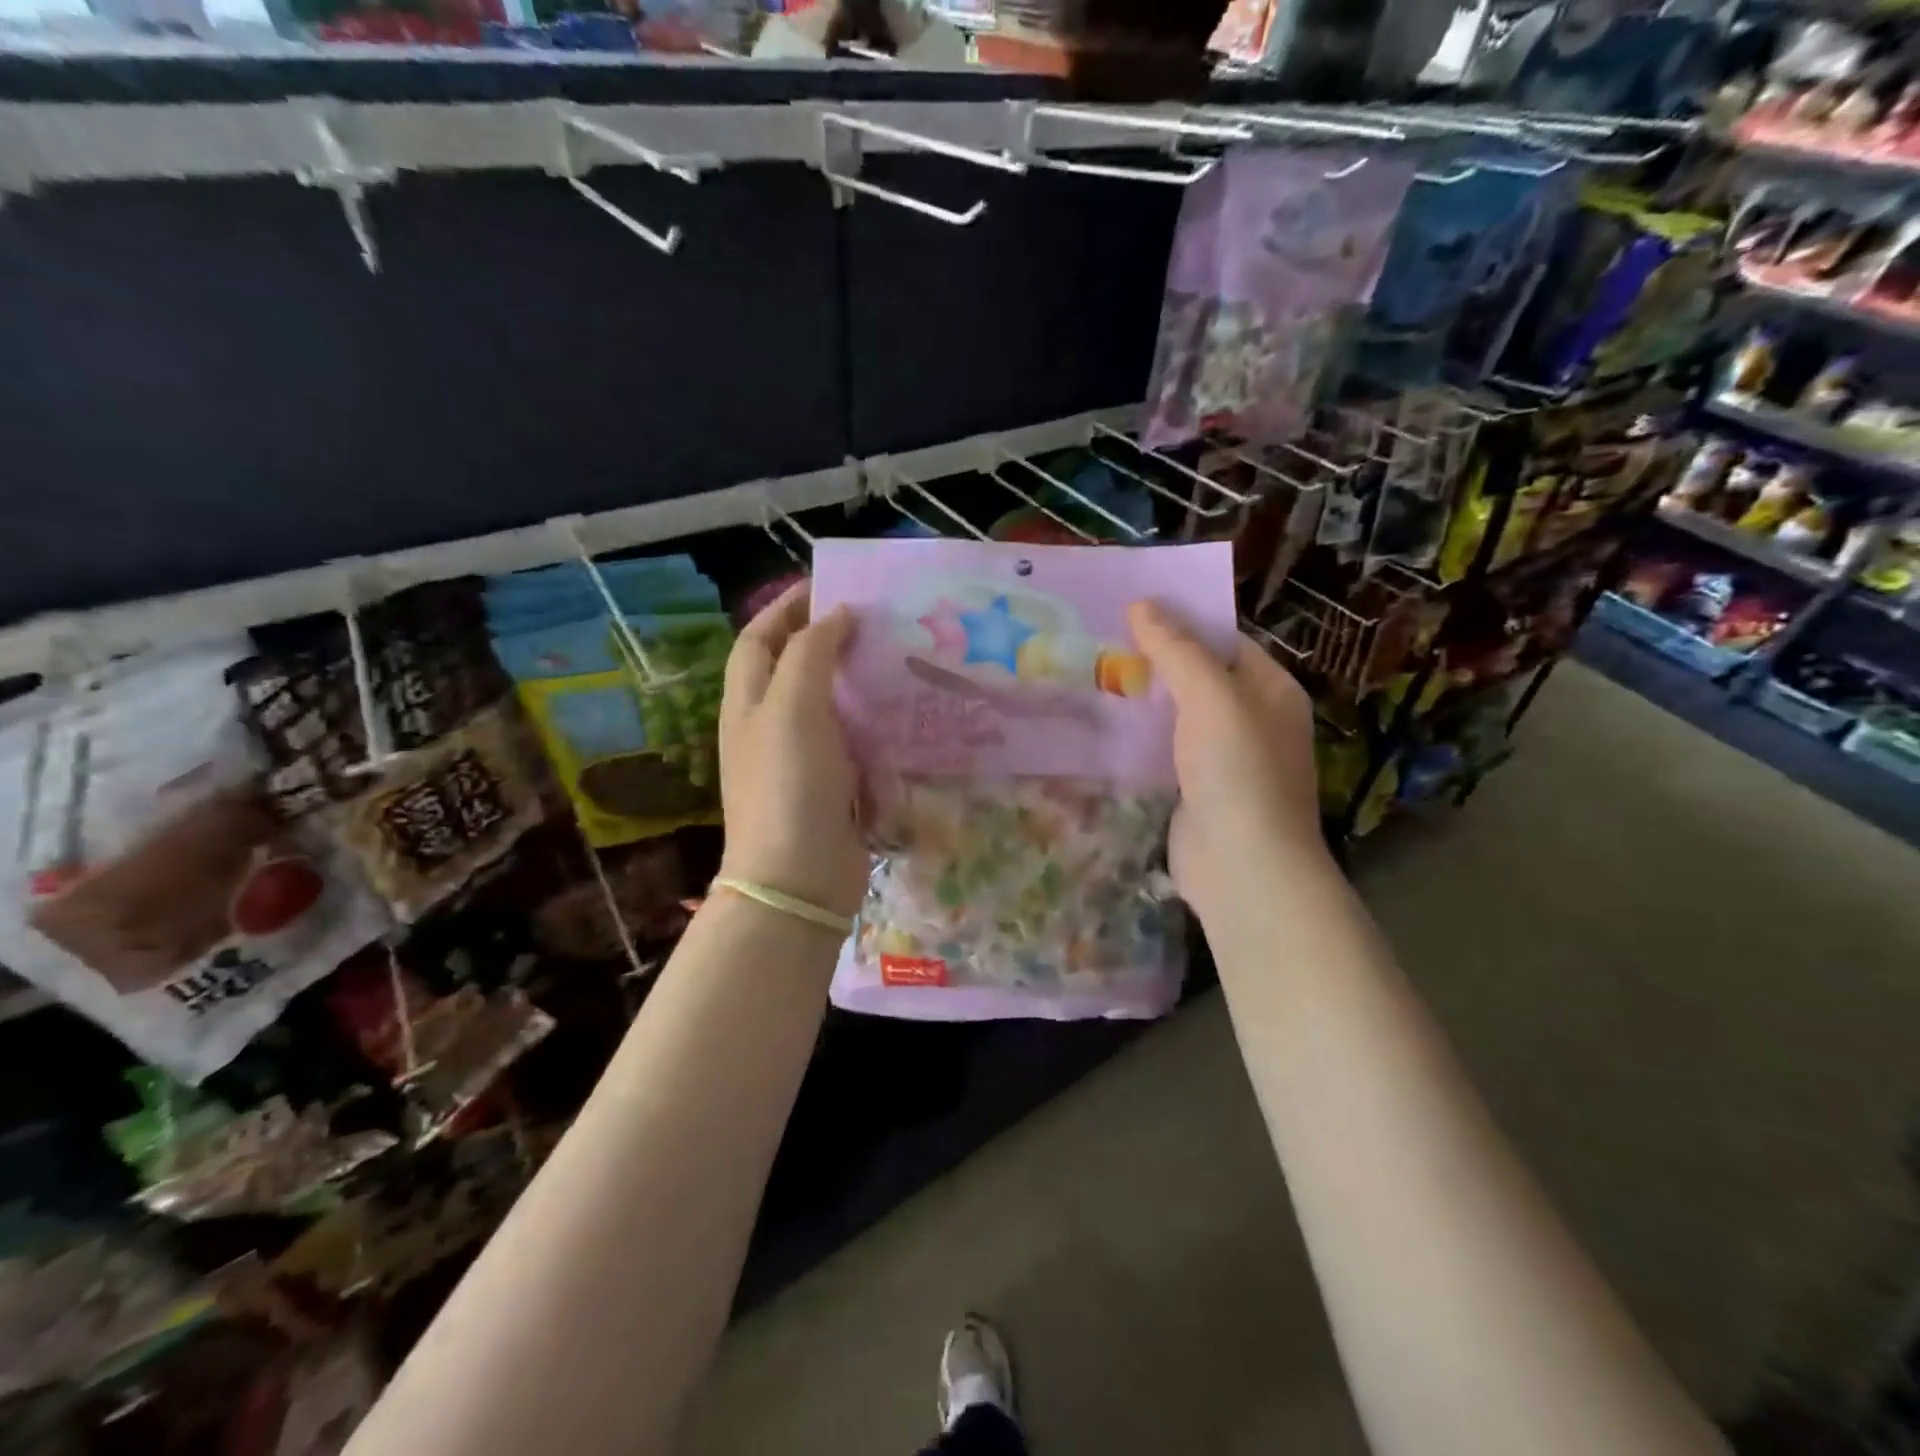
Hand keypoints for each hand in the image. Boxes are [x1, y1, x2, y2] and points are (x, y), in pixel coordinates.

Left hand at [717, 582, 867, 919]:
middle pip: (794, 668)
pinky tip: (906, 712)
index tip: (830, 585)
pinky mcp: (834, 786)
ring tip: (898, 656)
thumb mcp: (792, 708)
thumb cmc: (788, 785)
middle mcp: (770, 726)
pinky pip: (854, 741)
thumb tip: (836, 615)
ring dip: (857, 679)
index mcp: (748, 702)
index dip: (786, 608)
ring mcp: (802, 759)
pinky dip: (875, 722)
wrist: (799, 877)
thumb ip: (811, 653)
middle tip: (876, 620)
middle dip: (827, 639)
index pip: (759, 639)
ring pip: (828, 704)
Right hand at [1127, 601, 1327, 928]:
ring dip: (1143, 699)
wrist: (1242, 867)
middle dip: (1155, 659)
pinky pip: (1165, 750)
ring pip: (1178, 715)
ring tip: (1091, 672)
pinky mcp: (1195, 789)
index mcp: (1270, 690)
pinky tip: (1102, 724)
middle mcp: (1252, 719)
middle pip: (1199, 676)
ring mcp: (1223, 758)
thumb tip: (1142, 603)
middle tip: (1101, 638)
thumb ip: (1177, 650)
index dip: (1183, 620)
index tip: (1132, 608)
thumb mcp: (1211, 697)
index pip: (1226, 640)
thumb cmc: (1238, 772)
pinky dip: (1139, 737)